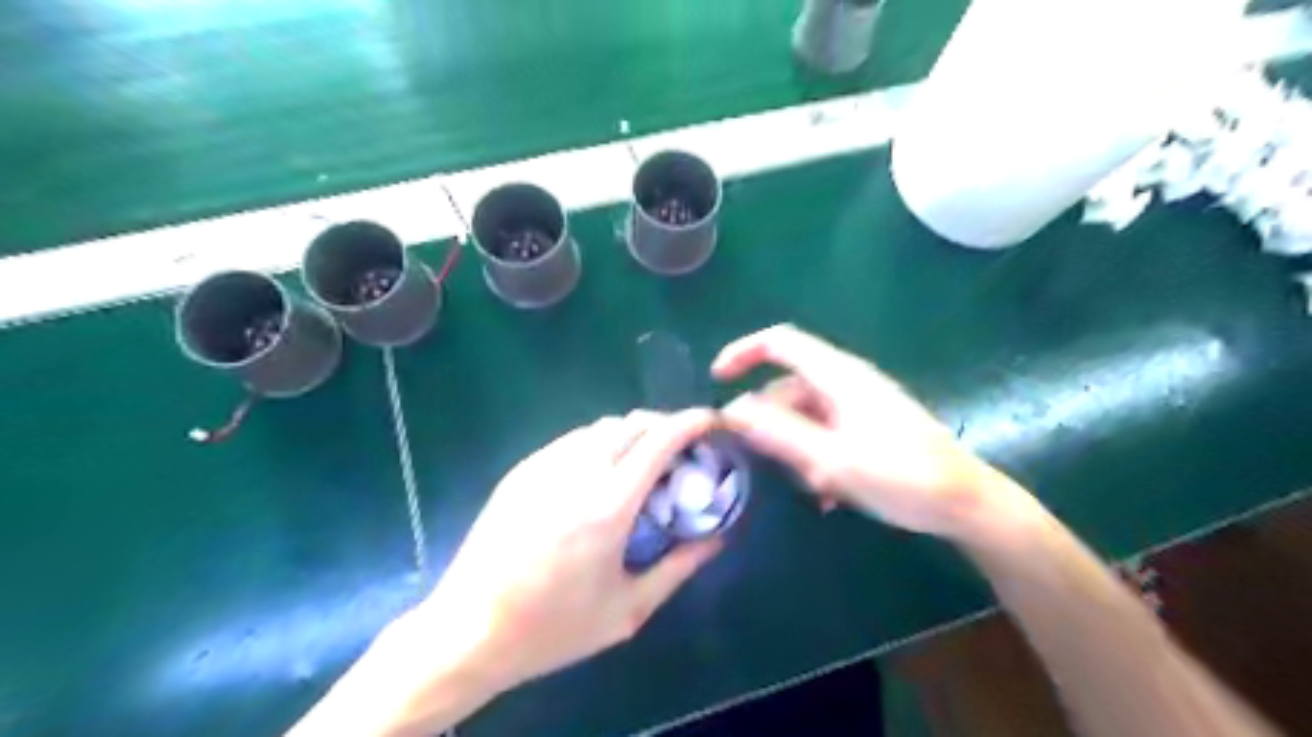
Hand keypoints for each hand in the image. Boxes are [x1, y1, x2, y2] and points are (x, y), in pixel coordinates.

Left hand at [409, 407, 715, 695]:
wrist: (469, 630)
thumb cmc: (554, 627)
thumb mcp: (628, 609)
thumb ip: (679, 568)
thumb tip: (718, 538)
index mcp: (609, 505)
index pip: (661, 440)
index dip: (693, 422)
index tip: (713, 422)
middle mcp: (578, 471)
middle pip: (633, 423)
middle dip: (666, 426)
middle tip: (682, 451)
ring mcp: (544, 465)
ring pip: (602, 427)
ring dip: (632, 433)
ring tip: (643, 462)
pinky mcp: (522, 470)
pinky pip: (573, 440)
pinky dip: (600, 443)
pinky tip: (599, 474)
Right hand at [716, 324, 1006, 538]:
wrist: (967, 504)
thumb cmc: (902, 477)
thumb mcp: (832, 459)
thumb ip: (779, 433)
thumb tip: (731, 410)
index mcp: (838, 376)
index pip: (780, 342)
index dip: (743, 352)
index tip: (716, 380)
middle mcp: (846, 382)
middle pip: (787, 386)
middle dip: (769, 422)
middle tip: (757, 461)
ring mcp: (859, 405)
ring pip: (805, 415)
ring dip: (794, 447)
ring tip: (804, 485)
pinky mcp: (869, 427)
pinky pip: (825, 432)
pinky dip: (814, 456)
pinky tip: (824, 493)